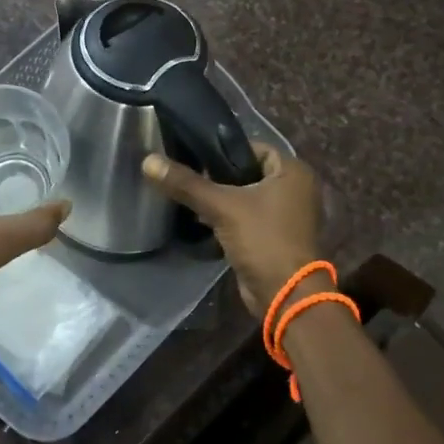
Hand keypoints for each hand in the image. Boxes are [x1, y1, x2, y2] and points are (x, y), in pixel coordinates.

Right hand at [142, 144, 323, 316]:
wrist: (284, 295)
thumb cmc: (263, 240)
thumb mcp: (222, 207)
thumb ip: (186, 184)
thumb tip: (148, 161)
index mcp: (293, 172)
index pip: (254, 148)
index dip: (224, 152)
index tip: (195, 160)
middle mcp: (295, 189)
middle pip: (248, 173)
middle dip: (219, 179)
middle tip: (189, 182)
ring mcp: (287, 215)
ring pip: (246, 197)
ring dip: (222, 201)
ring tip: (191, 202)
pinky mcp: (276, 237)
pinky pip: (248, 218)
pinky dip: (229, 219)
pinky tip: (203, 222)